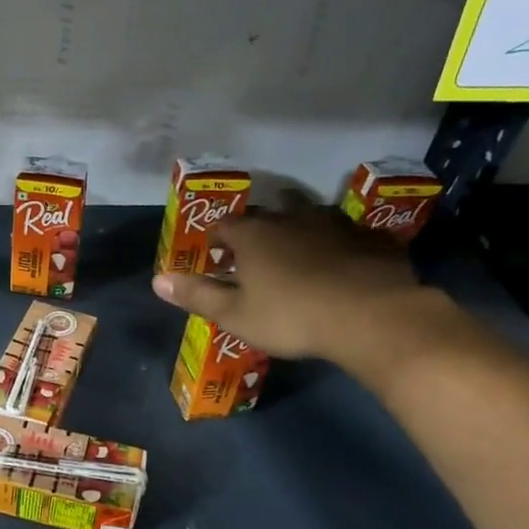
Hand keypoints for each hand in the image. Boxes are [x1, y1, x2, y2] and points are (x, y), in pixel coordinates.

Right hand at [151, 200, 444, 364]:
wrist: (372, 317)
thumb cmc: (291, 317)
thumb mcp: (235, 315)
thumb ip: (197, 295)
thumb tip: (157, 280)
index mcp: (254, 235)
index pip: (225, 225)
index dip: (218, 239)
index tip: (216, 255)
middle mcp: (291, 219)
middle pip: (269, 211)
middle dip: (259, 226)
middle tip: (257, 250)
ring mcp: (335, 224)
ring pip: (312, 215)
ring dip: (301, 227)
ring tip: (299, 249)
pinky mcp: (372, 239)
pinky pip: (350, 234)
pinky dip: (341, 243)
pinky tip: (344, 262)